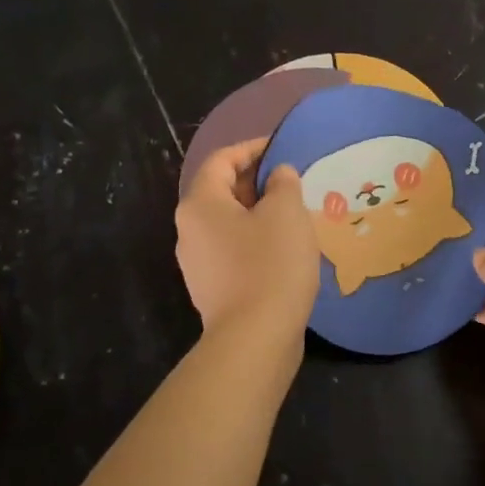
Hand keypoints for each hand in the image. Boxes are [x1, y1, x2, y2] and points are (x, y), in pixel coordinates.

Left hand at [175, 139, 320, 338]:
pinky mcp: (214, 289)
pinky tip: (285, 249)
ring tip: (294, 213)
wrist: (256, 338)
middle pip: (222, 191)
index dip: (251, 148)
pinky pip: (234, 251)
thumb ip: (283, 183)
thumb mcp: (286, 212)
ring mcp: (198, 264)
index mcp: (200, 204)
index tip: (281, 147)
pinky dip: (257, 240)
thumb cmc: (271, 264)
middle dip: (257, 181)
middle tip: (293, 180)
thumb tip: (278, 175)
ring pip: (229, 223)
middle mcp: (190, 230)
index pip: (221, 160)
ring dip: (259, 212)